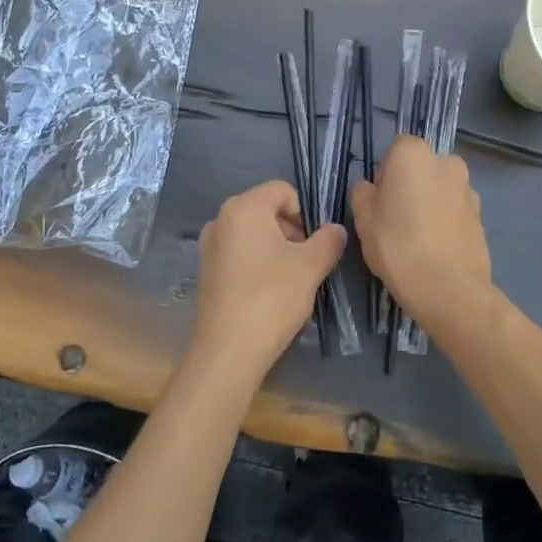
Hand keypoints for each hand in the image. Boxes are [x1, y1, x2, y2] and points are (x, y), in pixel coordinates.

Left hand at [187, 180, 346, 387]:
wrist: (227, 351)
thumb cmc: (271, 298)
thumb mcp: (310, 267)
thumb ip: (328, 241)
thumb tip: (335, 229)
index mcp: (244, 207)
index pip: (283, 190)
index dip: (305, 212)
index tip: (315, 244)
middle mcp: (221, 219)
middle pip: (267, 210)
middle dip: (291, 231)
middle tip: (306, 263)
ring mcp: (209, 246)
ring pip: (253, 234)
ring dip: (276, 249)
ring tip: (290, 282)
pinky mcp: (206, 271)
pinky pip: (239, 254)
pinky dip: (258, 264)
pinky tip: (268, 294)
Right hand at [350, 136, 493, 332]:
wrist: (449, 289)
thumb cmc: (398, 246)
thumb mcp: (363, 220)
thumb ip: (363, 194)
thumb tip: (370, 188)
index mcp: (414, 155)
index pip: (396, 149)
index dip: (385, 173)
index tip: (379, 200)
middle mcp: (446, 162)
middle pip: (421, 167)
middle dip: (410, 185)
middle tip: (395, 219)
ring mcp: (468, 189)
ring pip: (440, 189)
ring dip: (429, 203)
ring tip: (417, 238)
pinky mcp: (481, 216)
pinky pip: (455, 210)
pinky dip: (445, 221)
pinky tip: (435, 248)